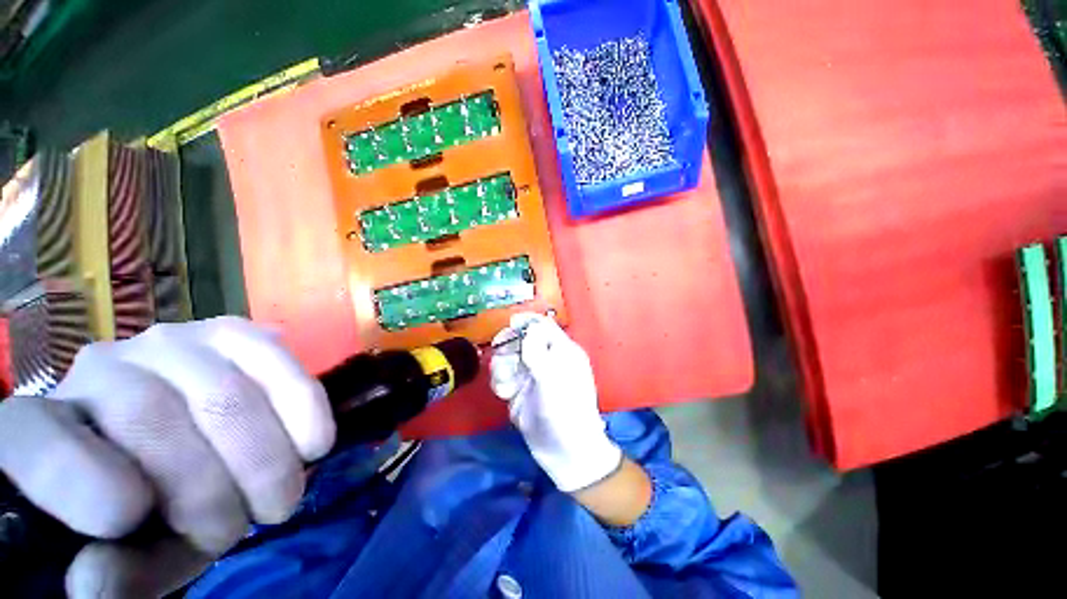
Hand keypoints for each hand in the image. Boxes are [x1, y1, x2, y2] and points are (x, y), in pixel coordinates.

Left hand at [0, 317, 334, 597]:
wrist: (203, 450)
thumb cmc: (159, 513)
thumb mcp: (139, 557)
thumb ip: (119, 575)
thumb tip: (94, 579)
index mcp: (45, 429)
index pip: (32, 438)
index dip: (75, 478)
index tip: (131, 518)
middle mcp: (99, 368)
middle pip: (151, 416)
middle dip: (213, 487)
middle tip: (250, 524)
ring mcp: (171, 341)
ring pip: (223, 392)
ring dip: (266, 456)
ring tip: (282, 494)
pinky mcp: (233, 332)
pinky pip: (274, 359)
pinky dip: (303, 405)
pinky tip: (314, 443)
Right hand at [489, 313, 621, 492]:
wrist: (564, 452)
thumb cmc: (566, 412)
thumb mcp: (553, 378)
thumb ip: (538, 350)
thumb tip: (528, 325)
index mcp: (561, 350)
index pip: (543, 325)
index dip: (526, 322)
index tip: (509, 325)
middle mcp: (545, 359)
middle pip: (520, 339)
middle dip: (508, 347)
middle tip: (503, 358)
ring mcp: (531, 375)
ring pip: (507, 357)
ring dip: (501, 367)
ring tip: (507, 385)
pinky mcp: (519, 390)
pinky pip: (502, 377)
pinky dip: (500, 382)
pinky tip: (506, 395)